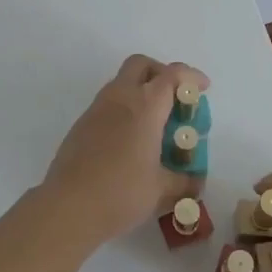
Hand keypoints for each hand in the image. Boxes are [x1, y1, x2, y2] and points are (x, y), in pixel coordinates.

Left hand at [35, 55, 207, 247]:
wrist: (68, 206)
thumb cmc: (121, 192)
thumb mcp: (161, 190)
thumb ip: (184, 182)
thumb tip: (196, 183)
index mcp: (145, 106)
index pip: (172, 75)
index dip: (191, 76)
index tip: (203, 88)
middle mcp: (120, 98)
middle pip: (141, 65)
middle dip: (161, 73)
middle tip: (175, 97)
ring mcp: (96, 109)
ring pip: (121, 82)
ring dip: (140, 91)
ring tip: (154, 123)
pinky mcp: (81, 124)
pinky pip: (107, 104)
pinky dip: (123, 110)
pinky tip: (130, 141)